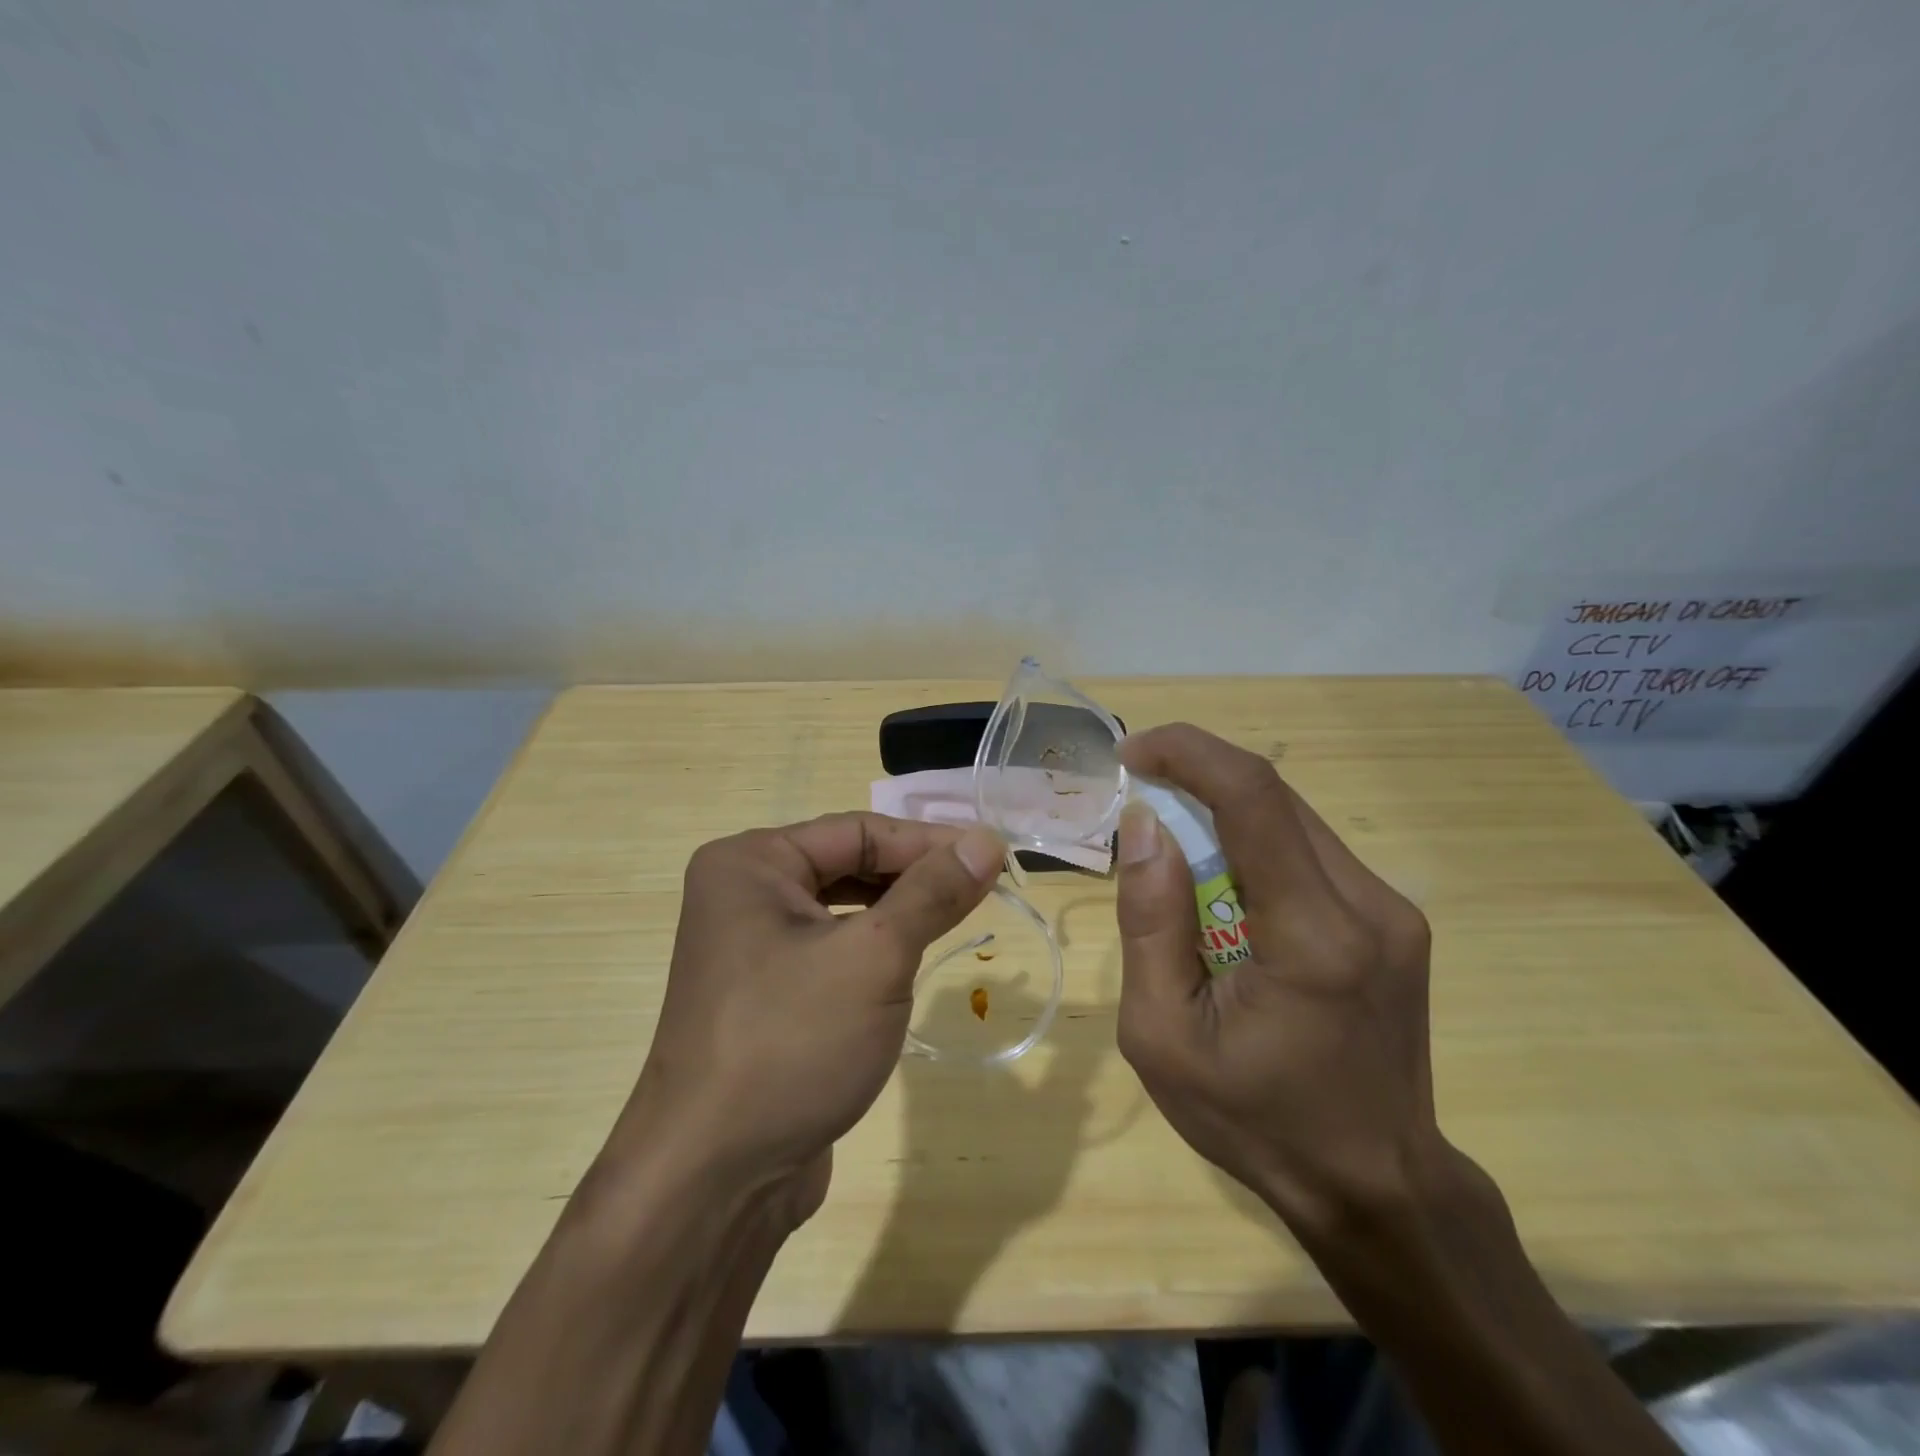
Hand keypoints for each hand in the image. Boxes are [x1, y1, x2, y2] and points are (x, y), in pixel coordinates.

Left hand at [607, 812, 1002, 1227]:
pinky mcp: (766, 994)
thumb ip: (932, 893)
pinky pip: (831, 950)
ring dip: (899, 912)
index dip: (930, 841)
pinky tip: (910, 963)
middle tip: (983, 888)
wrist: (713, 1182)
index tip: (994, 856)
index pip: (858, 831)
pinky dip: (874, 949)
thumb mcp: (875, 958)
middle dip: (915, 875)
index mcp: (750, 863)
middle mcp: (742, 894)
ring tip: (957, 917)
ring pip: (843, 909)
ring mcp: (750, 948)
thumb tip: (987, 840)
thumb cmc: (792, 1044)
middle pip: (848, 864)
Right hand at [1113, 724, 1439, 1236]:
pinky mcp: (1394, 922)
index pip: (1252, 798)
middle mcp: (1368, 905)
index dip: (1188, 753)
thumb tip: (1144, 825)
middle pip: (1274, 797)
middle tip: (1139, 800)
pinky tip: (1225, 889)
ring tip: (1173, 850)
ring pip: (1293, 819)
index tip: (1132, 752)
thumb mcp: (1163, 1034)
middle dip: (1197, 779)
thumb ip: (1150, 921)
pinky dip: (1255, 845)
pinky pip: (1311, 853)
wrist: (1376, 1186)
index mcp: (1314, 936)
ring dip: (1224, 813)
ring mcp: (1393, 912)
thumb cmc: (1255, 1120)